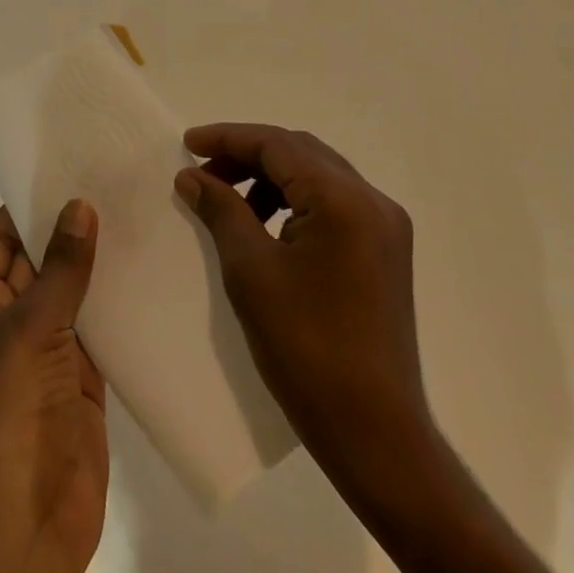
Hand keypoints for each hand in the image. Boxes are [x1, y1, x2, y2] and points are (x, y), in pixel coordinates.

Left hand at [0, 201, 106, 572]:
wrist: (26, 518)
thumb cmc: (9, 409)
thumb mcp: (30, 326)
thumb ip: (61, 267)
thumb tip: (79, 205)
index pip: (1, 235)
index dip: (31, 202)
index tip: (69, 166)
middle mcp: (8, 316)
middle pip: (40, 258)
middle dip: (71, 226)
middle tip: (114, 182)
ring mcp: (45, 347)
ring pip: (72, 289)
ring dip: (99, 261)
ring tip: (139, 213)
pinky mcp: (81, 374)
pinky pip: (98, 324)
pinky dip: (118, 301)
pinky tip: (149, 269)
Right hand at [175, 127, 573, 572]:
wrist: (375, 434)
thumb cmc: (306, 348)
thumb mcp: (251, 271)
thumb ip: (221, 210)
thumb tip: (192, 175)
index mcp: (344, 200)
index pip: (278, 145)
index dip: (229, 138)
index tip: (188, 143)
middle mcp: (372, 201)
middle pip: (300, 153)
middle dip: (248, 155)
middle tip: (204, 172)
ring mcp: (384, 227)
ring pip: (317, 176)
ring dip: (270, 178)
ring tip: (229, 201)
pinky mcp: (384, 252)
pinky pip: (332, 203)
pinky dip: (294, 201)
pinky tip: (265, 225)